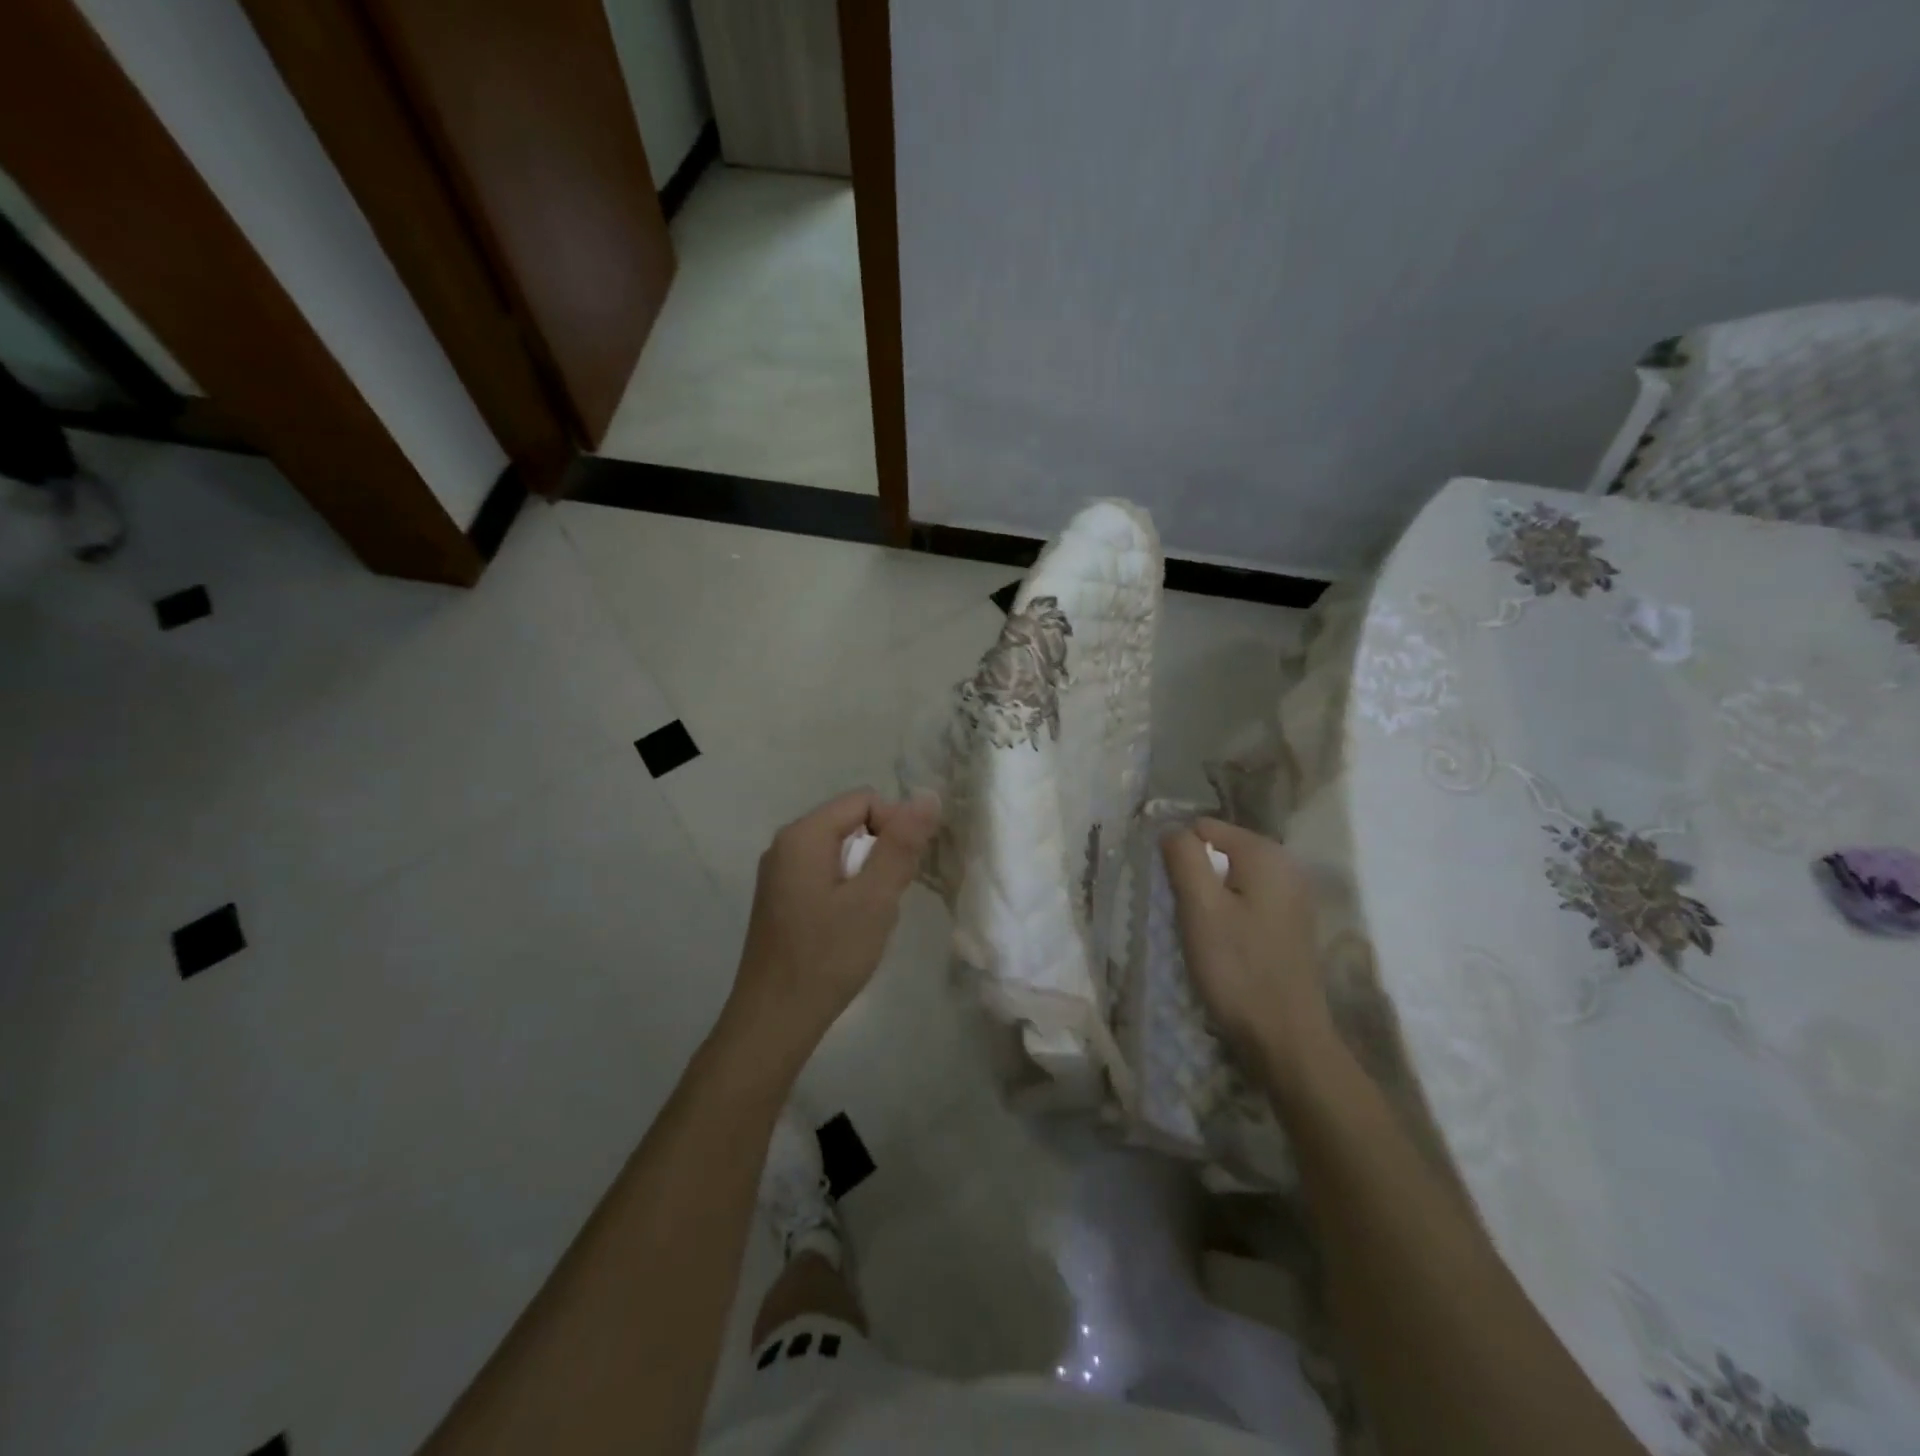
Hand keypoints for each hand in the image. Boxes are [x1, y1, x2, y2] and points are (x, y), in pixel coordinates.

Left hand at [728, 788, 940, 1054]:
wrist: (774, 1021)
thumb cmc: (827, 957)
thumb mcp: (874, 899)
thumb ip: (901, 844)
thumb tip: (928, 795)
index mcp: (803, 835)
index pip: (865, 800)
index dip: (895, 826)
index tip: (904, 871)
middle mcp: (785, 845)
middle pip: (851, 822)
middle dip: (881, 852)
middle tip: (889, 898)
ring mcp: (780, 873)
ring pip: (841, 851)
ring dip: (867, 875)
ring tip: (872, 916)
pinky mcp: (781, 899)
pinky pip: (825, 874)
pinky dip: (848, 890)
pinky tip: (851, 927)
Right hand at [1161, 818, 1334, 1067]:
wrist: (1285, 1038)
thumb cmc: (1238, 968)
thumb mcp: (1199, 907)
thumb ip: (1183, 857)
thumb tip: (1171, 827)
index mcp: (1266, 854)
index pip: (1205, 827)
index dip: (1180, 853)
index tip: (1170, 890)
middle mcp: (1287, 865)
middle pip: (1221, 850)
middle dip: (1196, 875)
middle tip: (1185, 914)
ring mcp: (1294, 896)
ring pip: (1232, 877)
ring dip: (1210, 897)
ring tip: (1200, 930)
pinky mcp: (1292, 923)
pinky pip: (1249, 900)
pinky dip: (1230, 913)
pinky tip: (1223, 943)